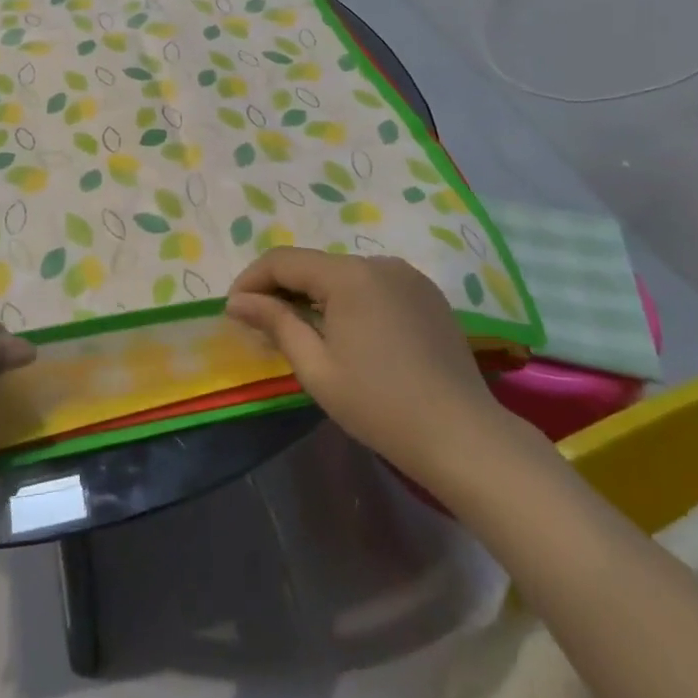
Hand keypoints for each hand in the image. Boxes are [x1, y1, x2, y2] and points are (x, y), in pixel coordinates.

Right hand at [226, 249, 516, 485]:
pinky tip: (348, 333)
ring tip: (302, 330)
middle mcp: (379, 263)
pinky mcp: (427, 294)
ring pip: (343, 274)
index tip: (234, 310)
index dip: (252, 280)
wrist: (463, 436)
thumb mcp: (316, 368)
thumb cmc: (380, 406)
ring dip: (315, 293)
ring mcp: (408, 276)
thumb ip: (276, 323)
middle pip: (314, 264)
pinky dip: (349, 299)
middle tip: (262, 324)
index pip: (284, 260)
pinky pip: (373, 284)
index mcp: (349, 276)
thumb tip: (238, 301)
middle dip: (282, 288)